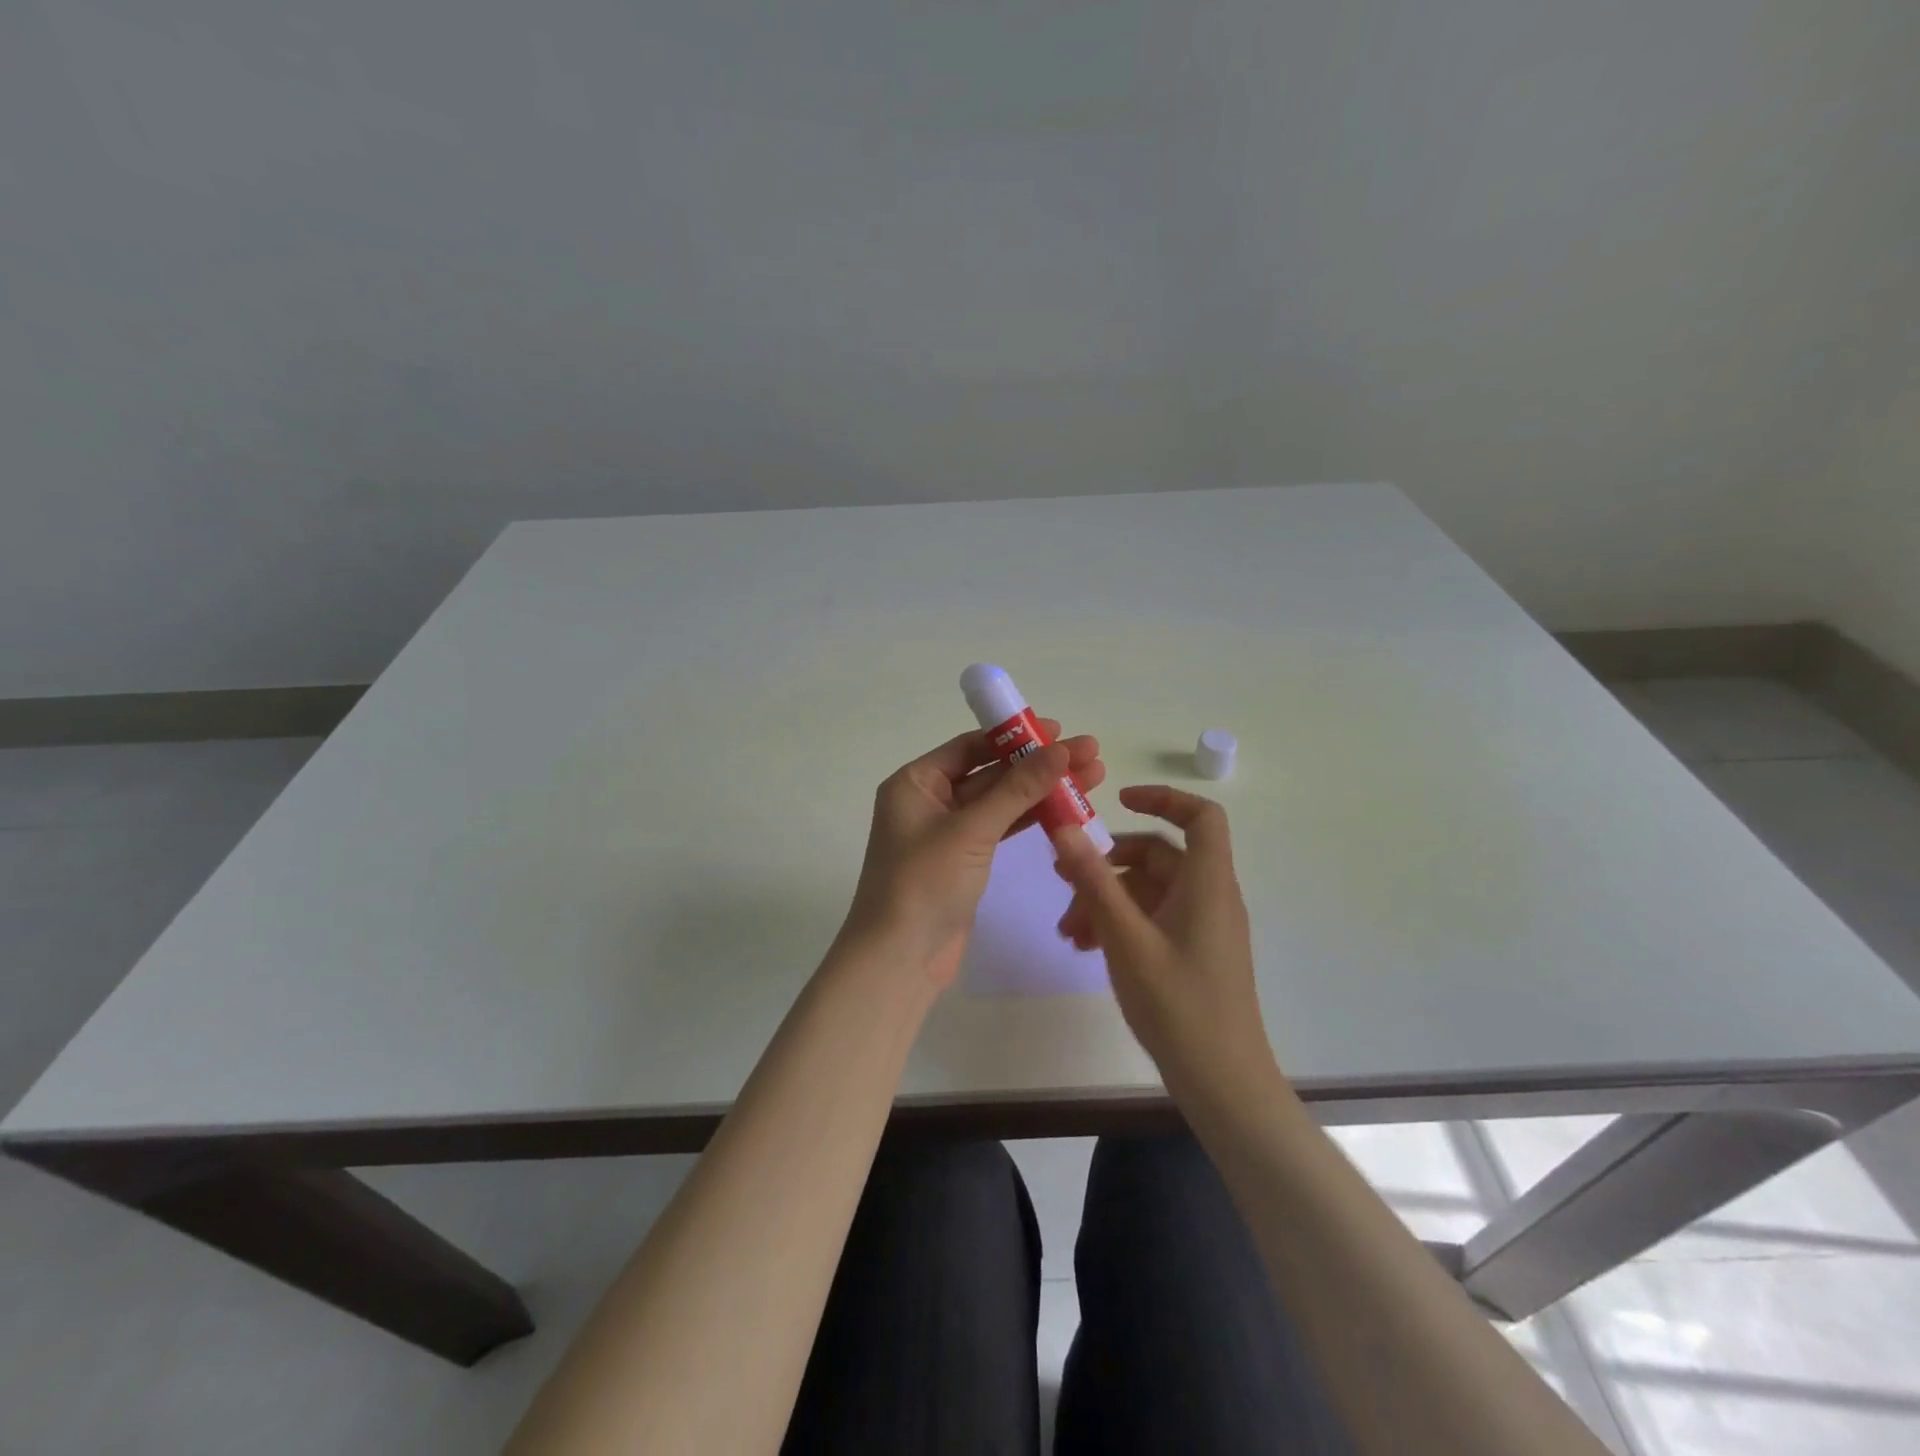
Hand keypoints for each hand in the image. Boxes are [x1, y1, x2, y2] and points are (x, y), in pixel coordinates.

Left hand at [843, 722, 1105, 987]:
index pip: (971, 747)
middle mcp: (929, 801)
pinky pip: (1000, 829)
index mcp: (916, 783)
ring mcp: (948, 833)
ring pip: (1000, 802)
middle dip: (1038, 764)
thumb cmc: (924, 883)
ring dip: (1041, 791)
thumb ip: (1018, 789)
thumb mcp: (972, 830)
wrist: (900, 959)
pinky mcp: (964, 861)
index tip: (1060, 731)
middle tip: (1090, 754)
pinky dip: (1030, 819)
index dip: (1016, 737)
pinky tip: (1066, 809)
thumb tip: (1061, 749)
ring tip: (1092, 778)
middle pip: (991, 772)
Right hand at [1051, 786, 1280, 1104]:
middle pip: (1159, 856)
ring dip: (1105, 899)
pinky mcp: (1192, 951)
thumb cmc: (1178, 1006)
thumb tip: (1065, 829)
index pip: (1200, 817)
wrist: (1222, 1082)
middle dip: (1107, 865)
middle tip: (1061, 882)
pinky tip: (1086, 946)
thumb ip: (1095, 881)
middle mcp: (1209, 897)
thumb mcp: (1126, 939)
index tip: (1118, 801)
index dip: (1163, 798)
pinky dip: (1119, 922)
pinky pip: (1152, 919)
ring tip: (1068, 930)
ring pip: (1149, 891)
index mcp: (1207, 884)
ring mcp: (1201, 926)